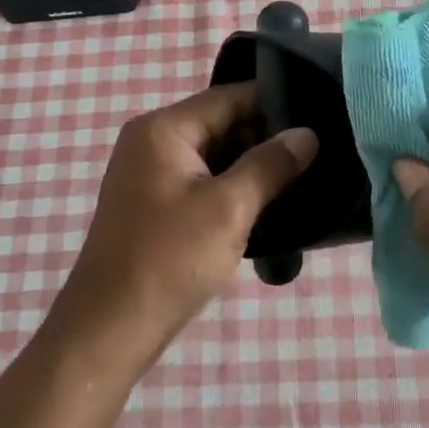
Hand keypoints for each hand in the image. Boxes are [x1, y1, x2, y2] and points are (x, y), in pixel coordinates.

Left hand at [51, 82, 315, 371]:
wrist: (109, 330)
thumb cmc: (169, 260)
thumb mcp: (229, 208)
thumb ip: (270, 164)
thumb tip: (307, 134)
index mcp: (163, 129)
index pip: (230, 97)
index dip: (276, 104)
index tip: (320, 117)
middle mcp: (152, 141)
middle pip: (222, 123)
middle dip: (267, 138)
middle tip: (318, 152)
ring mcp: (150, 173)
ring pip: (216, 155)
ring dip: (252, 167)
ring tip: (303, 176)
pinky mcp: (155, 203)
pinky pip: (202, 181)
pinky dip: (233, 189)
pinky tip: (268, 203)